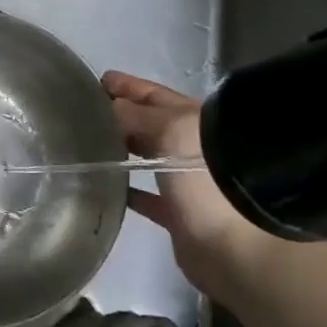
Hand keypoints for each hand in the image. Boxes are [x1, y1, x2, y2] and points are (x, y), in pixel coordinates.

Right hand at [103, 71, 286, 304]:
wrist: (239, 246)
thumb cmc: (207, 176)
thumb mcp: (170, 130)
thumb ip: (134, 115)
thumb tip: (106, 105)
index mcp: (196, 120)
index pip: (155, 95)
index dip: (129, 86)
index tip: (100, 80)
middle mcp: (193, 147)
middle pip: (152, 125)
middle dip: (123, 116)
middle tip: (87, 112)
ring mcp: (188, 181)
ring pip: (149, 158)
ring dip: (124, 150)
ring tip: (91, 145)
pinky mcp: (179, 214)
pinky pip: (147, 197)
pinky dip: (128, 191)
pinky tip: (106, 187)